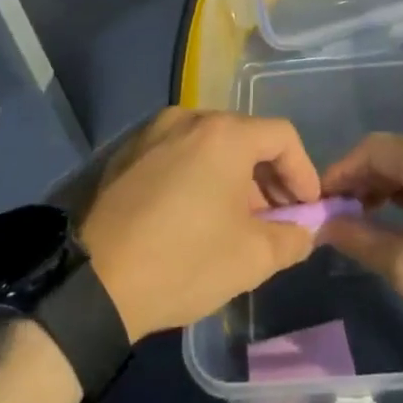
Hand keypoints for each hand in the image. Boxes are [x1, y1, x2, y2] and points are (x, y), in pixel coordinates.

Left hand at [80, 109, 322, 340]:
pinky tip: (197, 214)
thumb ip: (293, 237)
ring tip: (238, 220)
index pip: (282, 136)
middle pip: (245, 136)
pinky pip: (179, 153)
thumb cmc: (184, 261)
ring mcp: (152, 132)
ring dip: (234, 176)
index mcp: (223, 134)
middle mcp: (188, 119)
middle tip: (276, 217)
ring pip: (210, 145)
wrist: (95, 284)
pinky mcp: (127, 153)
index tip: (307, 208)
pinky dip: (200, 175)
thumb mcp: (252, 258)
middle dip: (269, 177)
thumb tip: (306, 229)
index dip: (304, 172)